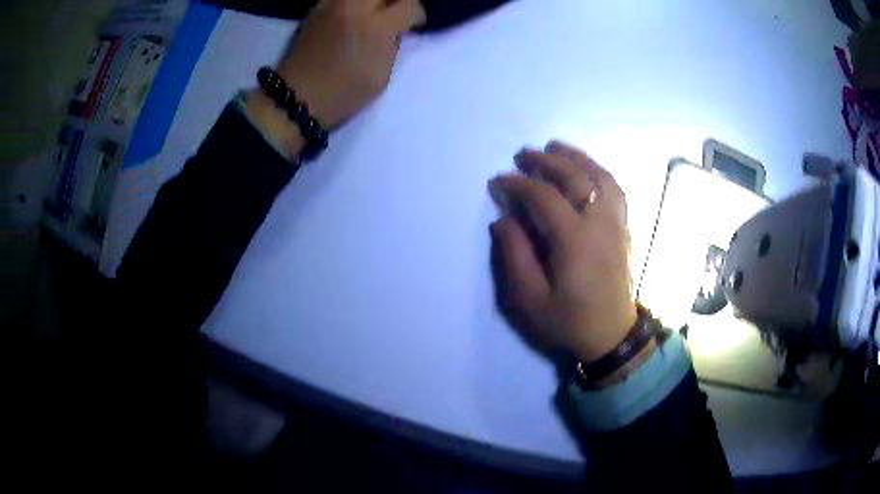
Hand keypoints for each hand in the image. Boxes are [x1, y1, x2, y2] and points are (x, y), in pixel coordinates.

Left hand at [277, 0, 424, 128]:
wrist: (295, 97)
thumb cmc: (343, 93)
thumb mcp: (382, 75)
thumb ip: (392, 44)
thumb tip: (394, 30)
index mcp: (377, 27)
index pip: (410, 4)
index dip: (416, 15)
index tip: (412, 25)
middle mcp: (355, 6)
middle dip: (396, 1)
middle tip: (395, 13)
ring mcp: (332, 3)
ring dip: (372, 1)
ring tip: (372, 13)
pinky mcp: (316, 7)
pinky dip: (352, 3)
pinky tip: (351, 15)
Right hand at [488, 142, 637, 363]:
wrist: (611, 335)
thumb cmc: (568, 321)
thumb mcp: (530, 299)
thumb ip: (515, 256)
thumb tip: (502, 219)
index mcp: (575, 241)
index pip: (544, 197)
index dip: (518, 184)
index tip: (498, 181)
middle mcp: (599, 224)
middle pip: (575, 178)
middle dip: (546, 161)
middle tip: (523, 154)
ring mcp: (616, 224)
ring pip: (600, 177)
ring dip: (576, 158)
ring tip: (555, 147)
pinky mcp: (623, 229)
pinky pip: (615, 190)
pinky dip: (599, 172)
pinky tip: (587, 168)